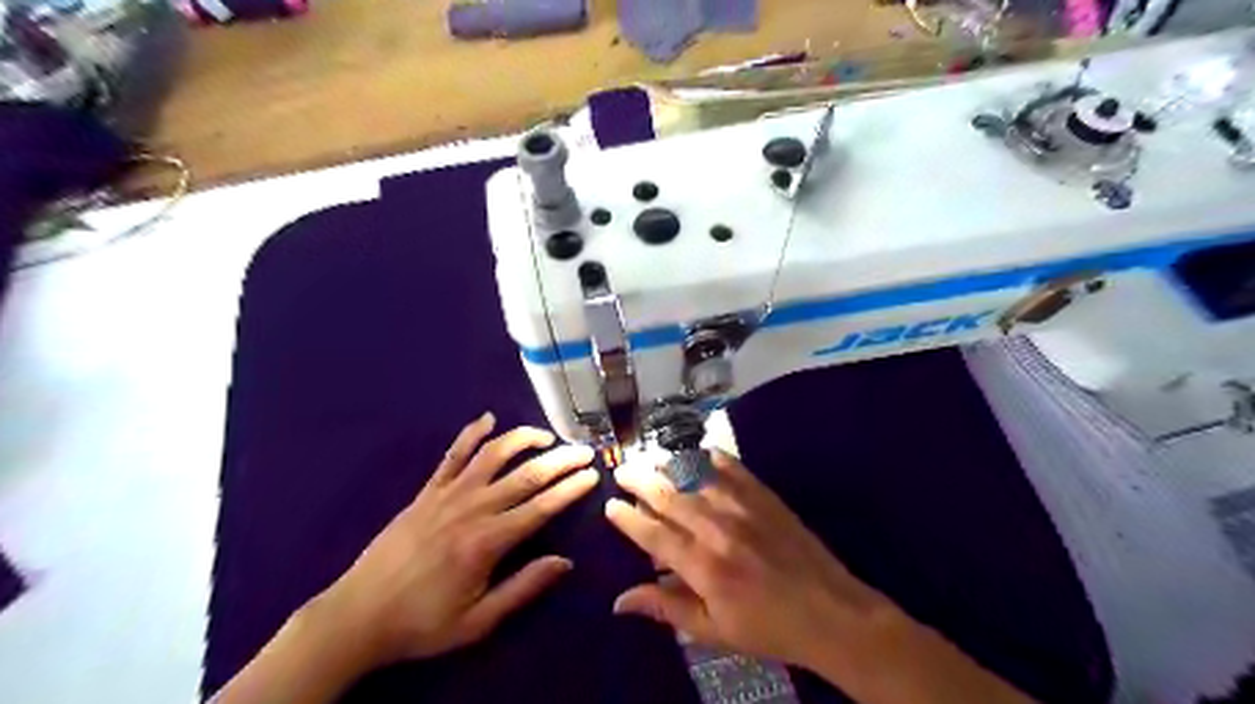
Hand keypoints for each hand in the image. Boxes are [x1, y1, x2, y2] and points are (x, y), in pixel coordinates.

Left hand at [315, 413, 597, 671]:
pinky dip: (471, 433)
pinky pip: (453, 455)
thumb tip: (565, 562)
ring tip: (547, 436)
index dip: (570, 489)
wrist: (358, 615)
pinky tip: (487, 418)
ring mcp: (447, 494)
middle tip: (585, 451)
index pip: (541, 506)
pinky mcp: (427, 491)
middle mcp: (472, 508)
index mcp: (488, 542)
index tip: (593, 474)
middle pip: (526, 474)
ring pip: (493, 454)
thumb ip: (523, 588)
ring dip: (523, 439)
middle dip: (560, 460)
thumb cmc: (423, 623)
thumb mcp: (478, 621)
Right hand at [605, 450, 1028, 703]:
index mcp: (702, 566)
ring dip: (666, 465)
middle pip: (668, 496)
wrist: (830, 612)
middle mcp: (717, 528)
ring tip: (648, 457)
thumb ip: (666, 608)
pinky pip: (730, 467)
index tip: (610, 506)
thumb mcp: (713, 630)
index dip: (627, 518)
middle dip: (640, 480)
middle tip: (621, 470)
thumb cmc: (767, 628)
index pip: (652, 534)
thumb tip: (619, 601)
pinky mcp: (764, 495)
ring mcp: (743, 506)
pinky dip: (708, 456)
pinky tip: (694, 452)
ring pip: (694, 476)